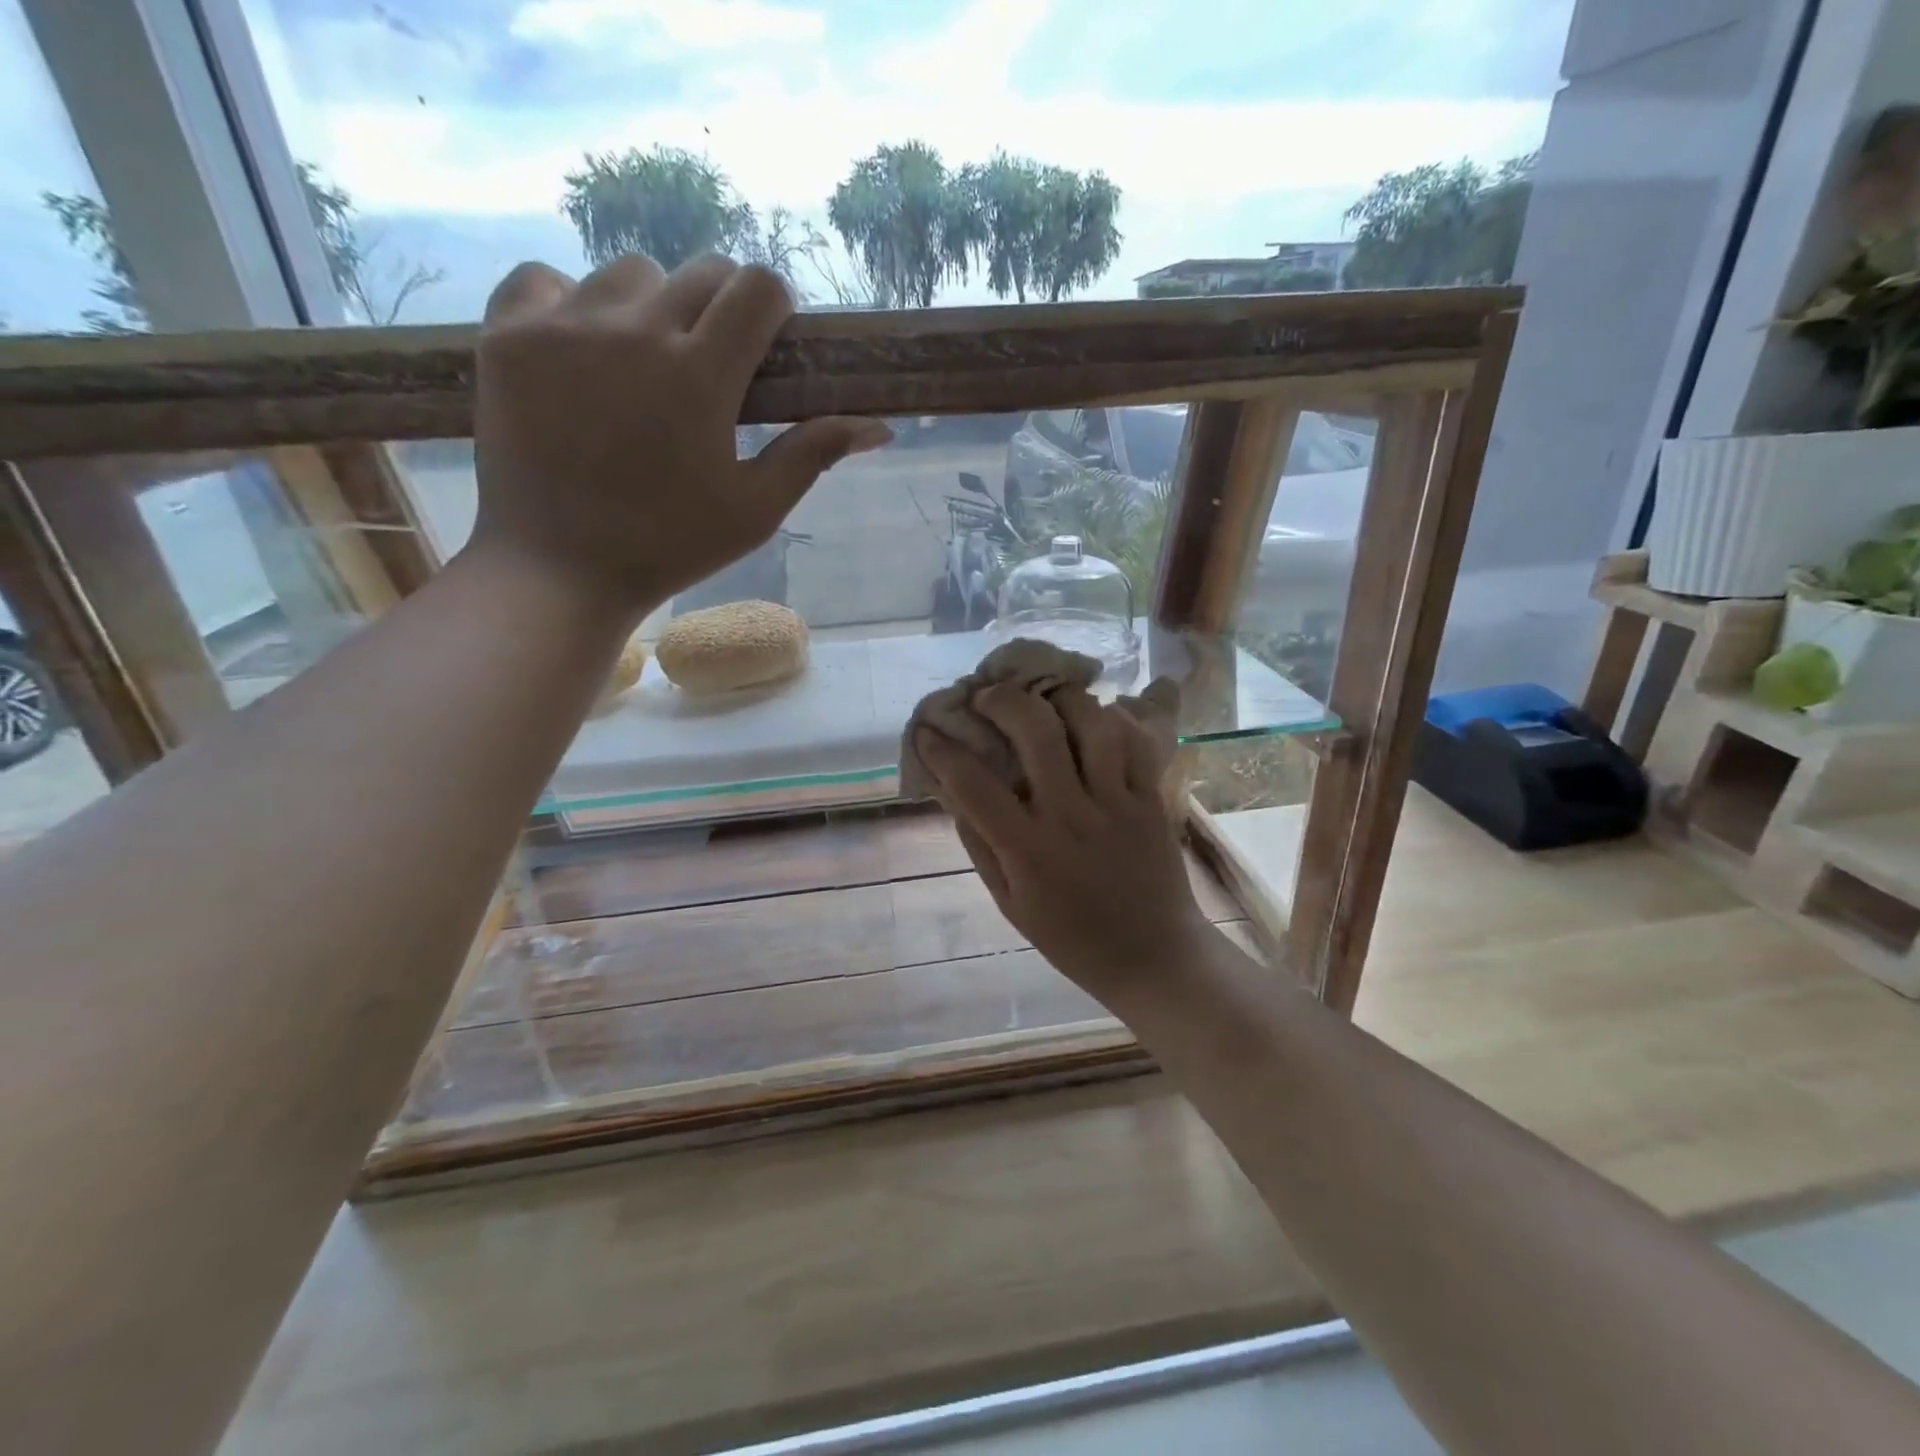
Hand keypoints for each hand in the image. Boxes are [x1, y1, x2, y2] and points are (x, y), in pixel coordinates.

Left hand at [469, 253, 891, 613]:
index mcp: (701, 375)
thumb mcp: (755, 510)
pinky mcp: (505, 334)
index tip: (767, 343)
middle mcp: (634, 330)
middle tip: (712, 366)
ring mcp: (562, 326)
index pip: (757, 286)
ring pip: (628, 273)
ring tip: (642, 364)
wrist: (560, 569)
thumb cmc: (670, 547)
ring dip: (651, 307)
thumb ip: (813, 454)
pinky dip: (569, 305)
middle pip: (700, 270)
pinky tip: (578, 354)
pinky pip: (546, 280)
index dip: (774, 306)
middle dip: (721, 307)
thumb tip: (879, 425)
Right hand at [917, 685, 1212, 1002]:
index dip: (942, 750)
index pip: (974, 784)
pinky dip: (1111, 719)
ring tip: (1043, 698)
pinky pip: (1134, 742)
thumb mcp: (1010, 904)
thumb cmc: (1072, 938)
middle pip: (1036, 731)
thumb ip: (981, 846)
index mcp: (1028, 848)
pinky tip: (1093, 718)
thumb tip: (954, 795)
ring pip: (1092, 723)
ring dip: (1060, 699)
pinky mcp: (1150, 799)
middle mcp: (1070, 815)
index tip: (927, 732)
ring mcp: (1116, 803)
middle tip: (986, 696)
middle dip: (1003, 700)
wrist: (1153, 957)